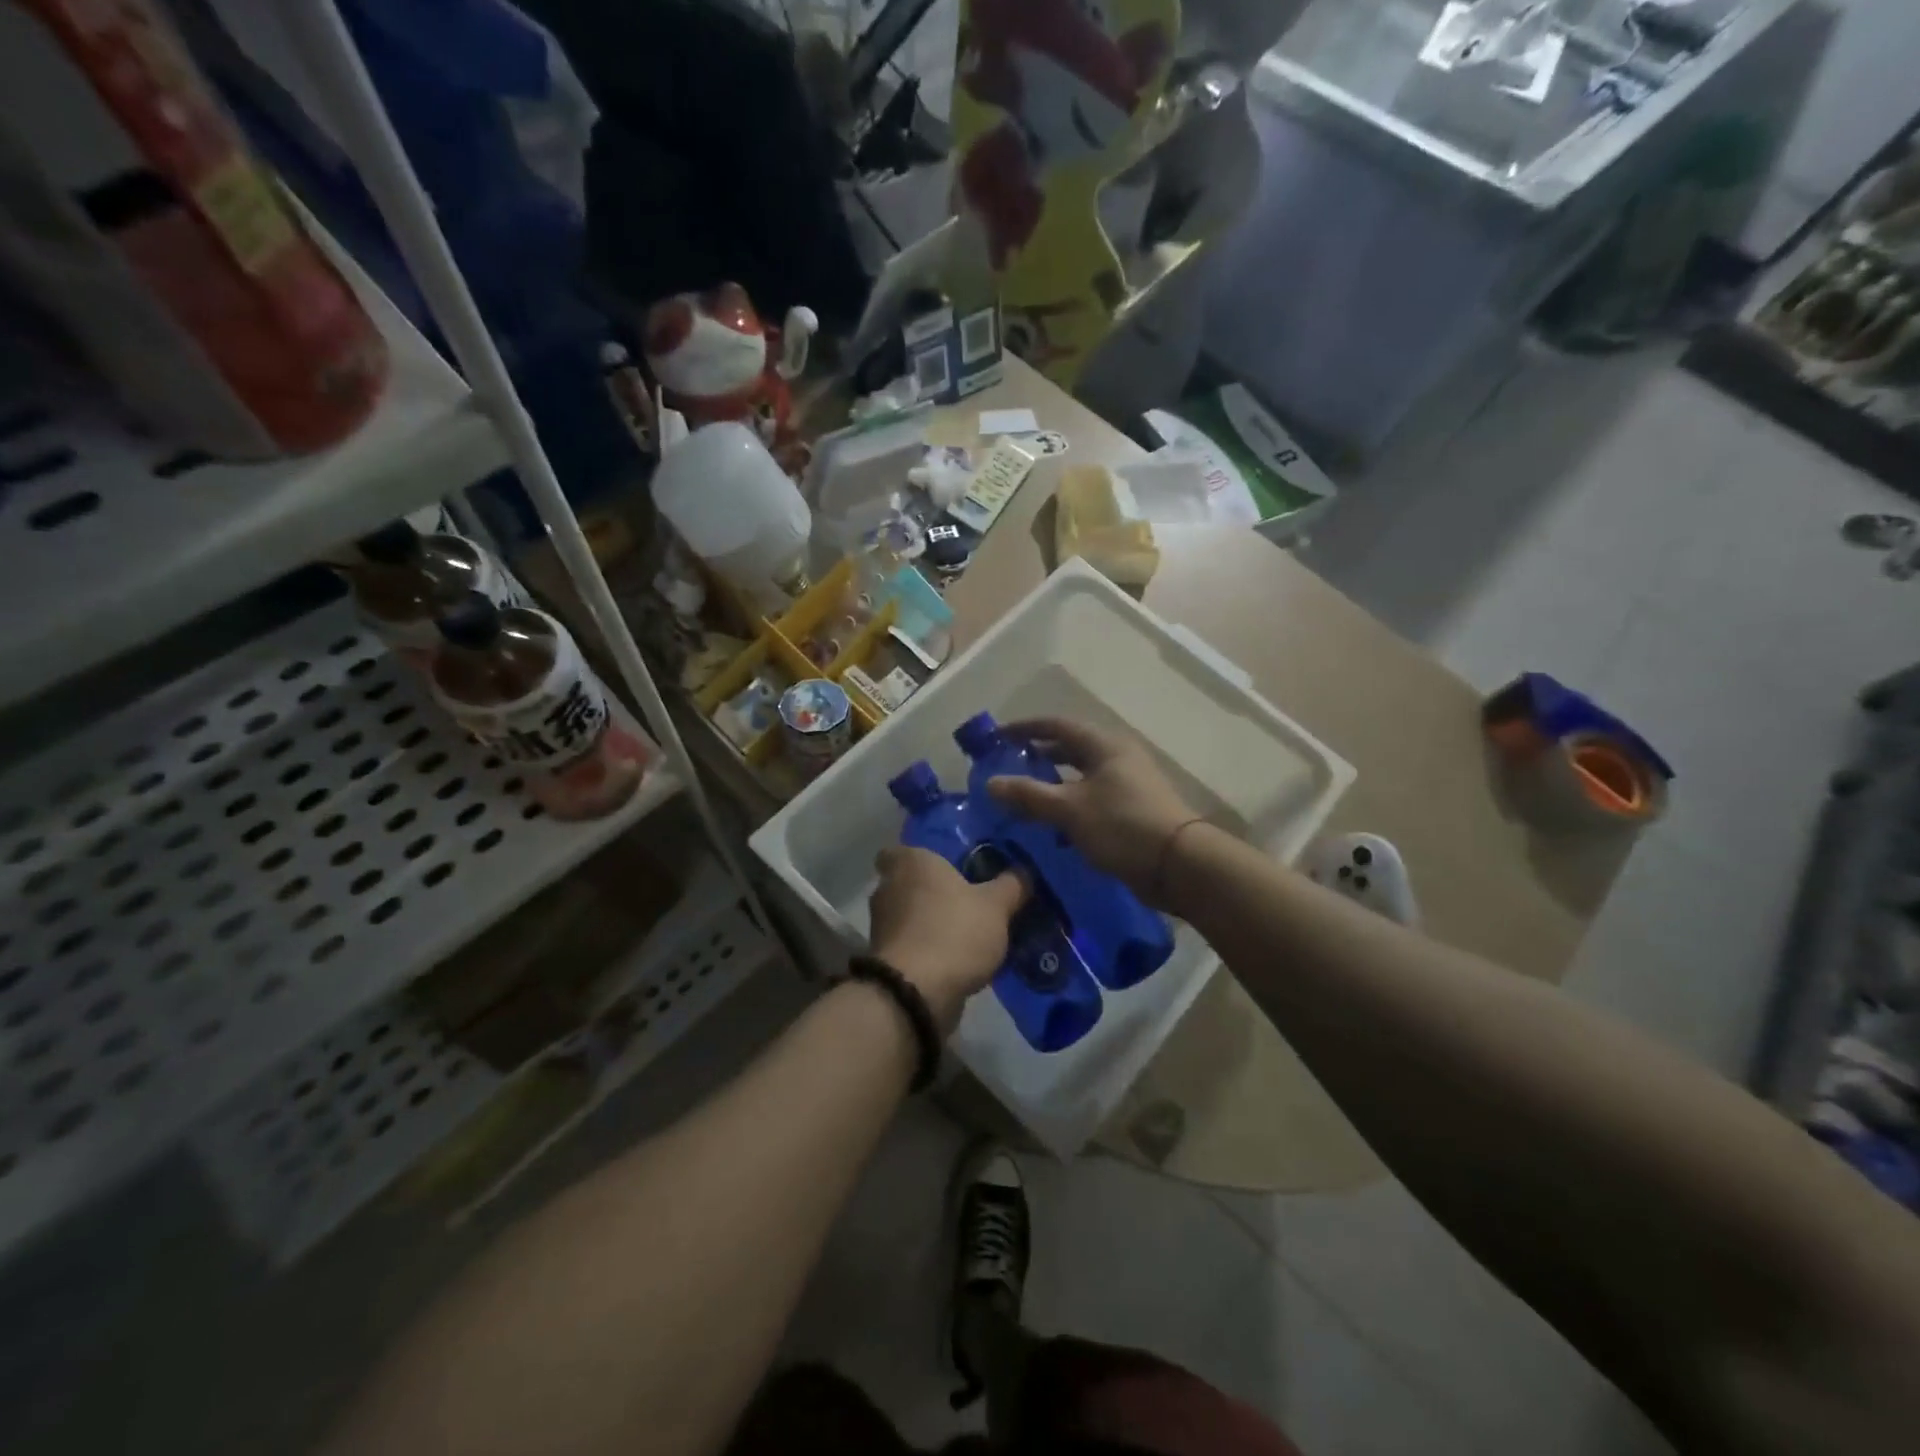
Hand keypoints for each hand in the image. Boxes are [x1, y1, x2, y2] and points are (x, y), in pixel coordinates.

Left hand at [869, 847, 1026, 1031]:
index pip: (900, 849)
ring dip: (931, 923)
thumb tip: (1023, 872)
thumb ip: (1011, 885)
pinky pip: (910, 946)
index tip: (945, 866)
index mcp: (910, 862)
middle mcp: (888, 888)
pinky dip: (928, 950)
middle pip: (908, 883)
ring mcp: (882, 927)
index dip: (919, 857)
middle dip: (932, 892)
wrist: (916, 994)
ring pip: (909, 917)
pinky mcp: (885, 960)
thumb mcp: (996, 906)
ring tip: (967, 932)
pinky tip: (957, 960)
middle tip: (967, 898)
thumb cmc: (954, 932)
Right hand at [986, 717, 1197, 902]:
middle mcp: (1117, 757)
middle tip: (1008, 767)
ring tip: (1024, 798)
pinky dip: (1069, 806)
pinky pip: (1092, 799)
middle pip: (1070, 749)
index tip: (997, 737)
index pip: (1057, 726)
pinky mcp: (1132, 809)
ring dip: (1053, 785)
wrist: (1179, 865)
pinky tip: (1053, 827)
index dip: (1025, 728)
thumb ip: (1028, 794)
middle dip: (1038, 756)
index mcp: (1104, 745)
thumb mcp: (1069, 809)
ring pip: (1081, 777)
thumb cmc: (1122, 826)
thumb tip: (990, 783)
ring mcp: (1127, 783)